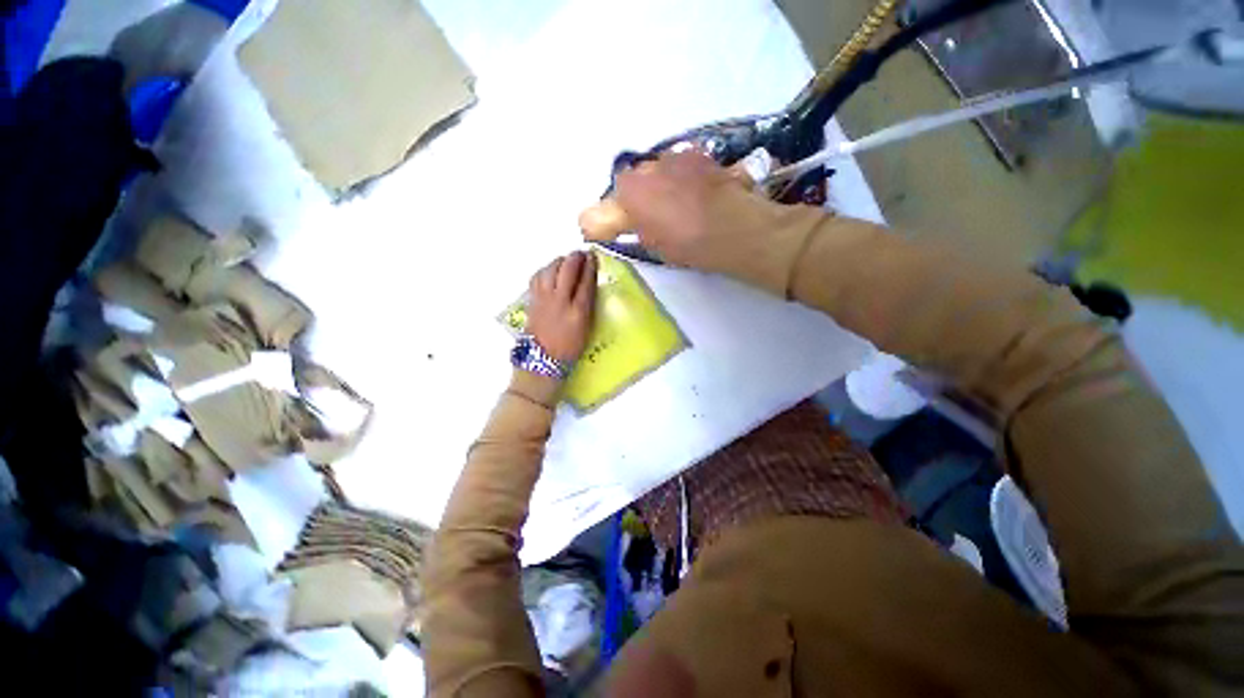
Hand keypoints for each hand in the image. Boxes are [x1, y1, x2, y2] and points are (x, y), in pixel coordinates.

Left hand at [525, 251, 597, 363]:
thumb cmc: (569, 347)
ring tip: (567, 261)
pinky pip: (538, 276)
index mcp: (578, 311)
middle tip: (581, 254)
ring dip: (560, 261)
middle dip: (575, 258)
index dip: (590, 266)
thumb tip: (587, 284)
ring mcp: (544, 298)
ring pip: (551, 269)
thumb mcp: (586, 327)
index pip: (586, 281)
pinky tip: (550, 271)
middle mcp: (560, 300)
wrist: (543, 359)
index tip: (593, 257)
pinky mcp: (532, 299)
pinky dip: (546, 269)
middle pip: (567, 270)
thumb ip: (587, 305)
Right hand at [579, 151, 810, 294]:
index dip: (606, 222)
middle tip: (649, 226)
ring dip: (657, 192)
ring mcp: (675, 157)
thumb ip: (615, 227)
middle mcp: (647, 165)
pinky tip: (693, 199)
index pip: (603, 206)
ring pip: (653, 176)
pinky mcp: (698, 157)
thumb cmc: (688, 243)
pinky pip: (677, 170)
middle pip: (629, 186)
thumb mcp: (648, 243)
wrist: (737, 229)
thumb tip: (589, 222)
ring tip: (675, 213)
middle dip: (633, 204)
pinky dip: (678, 183)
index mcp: (630, 190)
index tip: (614, 235)